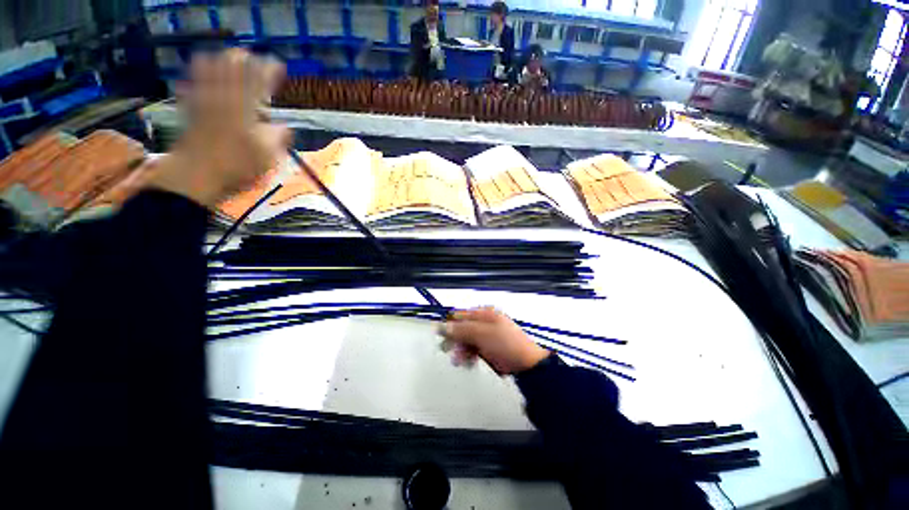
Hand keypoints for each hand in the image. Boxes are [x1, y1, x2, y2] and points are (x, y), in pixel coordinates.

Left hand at [150, 49, 290, 207]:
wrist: (196, 175)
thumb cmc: (237, 167)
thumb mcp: (268, 157)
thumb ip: (278, 138)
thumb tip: (284, 127)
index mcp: (246, 108)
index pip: (258, 80)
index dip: (269, 69)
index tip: (277, 64)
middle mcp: (224, 98)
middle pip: (230, 67)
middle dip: (242, 57)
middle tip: (251, 56)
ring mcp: (203, 101)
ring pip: (208, 69)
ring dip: (218, 59)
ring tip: (227, 57)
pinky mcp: (189, 109)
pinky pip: (190, 83)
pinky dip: (196, 74)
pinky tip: (198, 69)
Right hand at [439, 307, 549, 374]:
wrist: (527, 364)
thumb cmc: (506, 344)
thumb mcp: (482, 334)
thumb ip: (462, 330)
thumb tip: (442, 326)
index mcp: (484, 313)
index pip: (461, 315)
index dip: (450, 325)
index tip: (441, 337)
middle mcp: (484, 322)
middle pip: (463, 328)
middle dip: (455, 340)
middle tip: (449, 351)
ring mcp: (487, 335)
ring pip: (467, 340)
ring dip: (461, 349)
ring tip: (459, 360)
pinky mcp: (490, 347)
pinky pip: (474, 348)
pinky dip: (469, 355)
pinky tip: (468, 362)